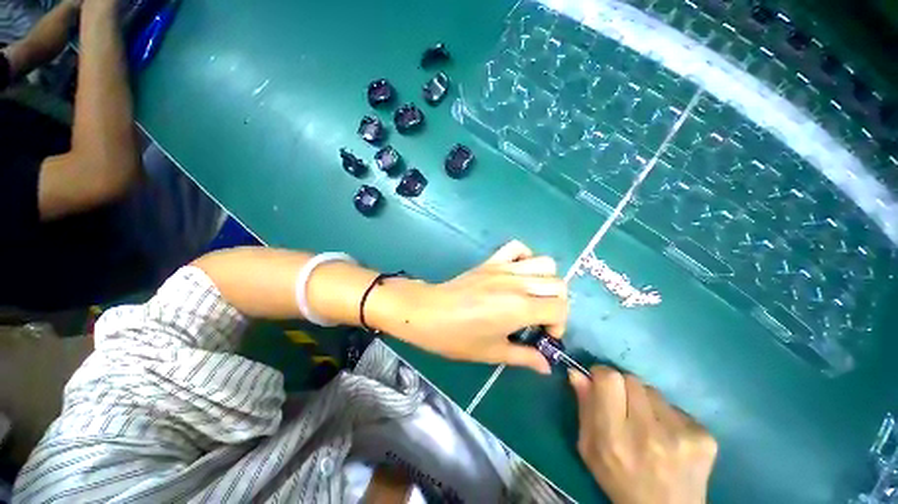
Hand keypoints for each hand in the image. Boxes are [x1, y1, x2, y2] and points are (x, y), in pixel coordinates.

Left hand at [374, 241, 568, 373]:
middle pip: (558, 284)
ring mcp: (504, 268)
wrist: (429, 312)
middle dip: (556, 303)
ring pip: (544, 263)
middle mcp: (517, 283)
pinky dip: (525, 256)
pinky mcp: (491, 261)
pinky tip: (518, 272)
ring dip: (546, 280)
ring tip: (532, 294)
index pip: (560, 307)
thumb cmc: (458, 337)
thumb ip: (524, 357)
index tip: (544, 335)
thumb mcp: (493, 352)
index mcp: (520, 307)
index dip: (559, 324)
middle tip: (539, 317)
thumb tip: (546, 366)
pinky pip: (516, 247)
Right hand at [570, 367, 716, 503]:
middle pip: (632, 380)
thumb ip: (584, 408)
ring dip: (646, 402)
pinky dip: (668, 416)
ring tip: (648, 426)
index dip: (602, 375)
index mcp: (615, 437)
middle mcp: (649, 433)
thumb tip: (577, 373)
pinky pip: (676, 408)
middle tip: (624, 407)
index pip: (610, 379)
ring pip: (654, 391)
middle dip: (624, 388)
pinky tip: (669, 438)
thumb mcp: (589, 448)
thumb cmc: (618, 480)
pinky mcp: (705, 437)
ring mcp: (681, 435)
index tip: (601, 382)